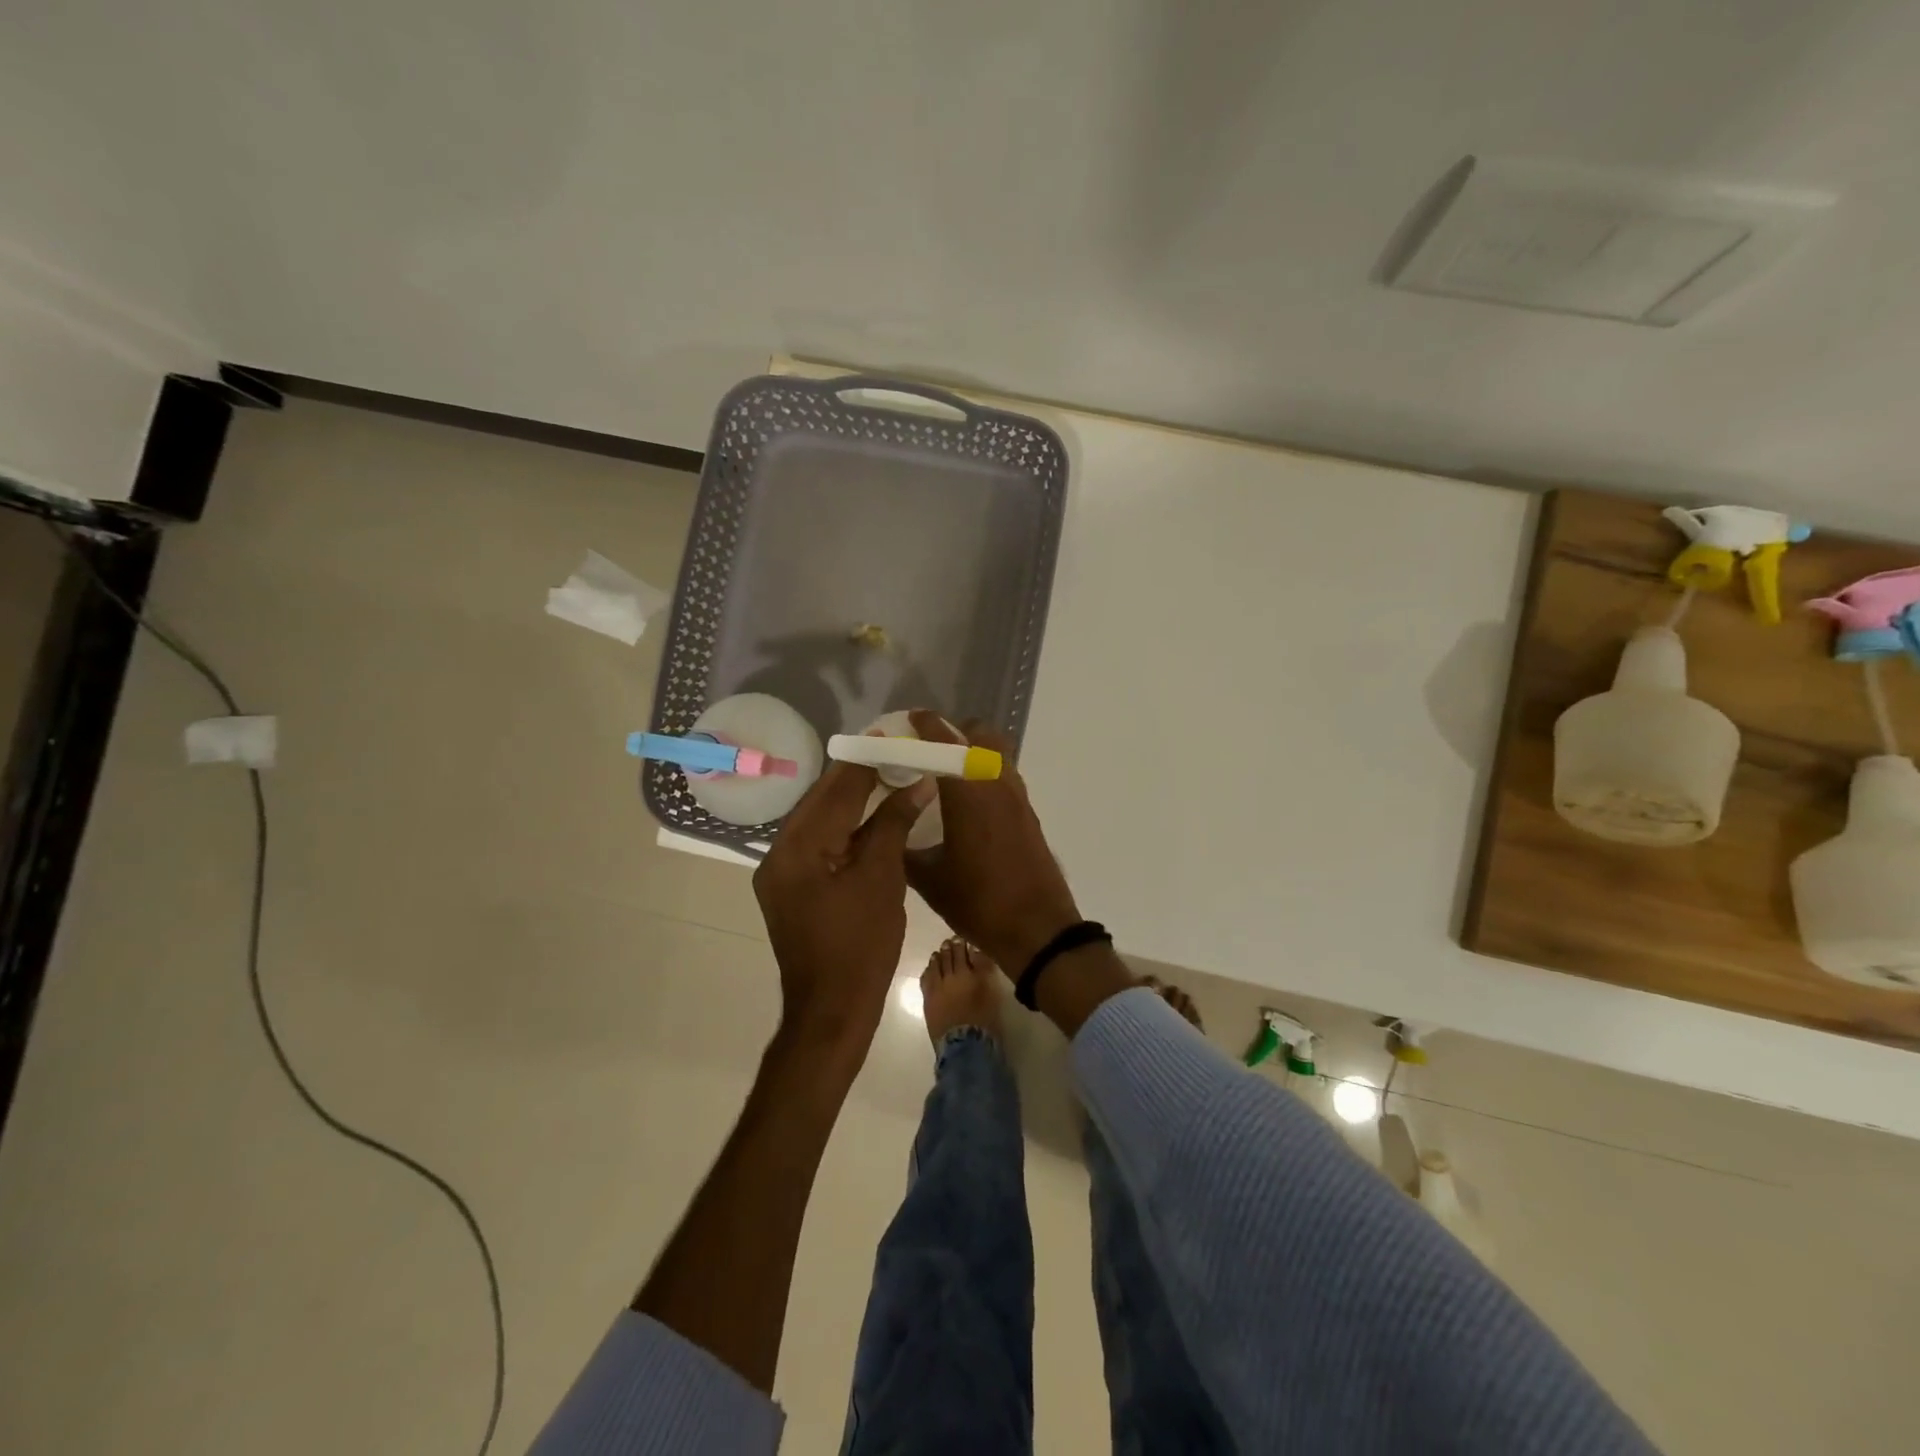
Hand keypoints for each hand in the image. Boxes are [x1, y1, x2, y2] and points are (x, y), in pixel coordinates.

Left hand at [753, 761, 934, 1065]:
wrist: (831, 1012)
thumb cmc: (860, 946)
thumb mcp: (881, 878)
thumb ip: (893, 823)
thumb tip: (917, 782)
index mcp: (797, 848)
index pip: (834, 790)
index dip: (864, 761)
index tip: (891, 736)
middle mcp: (779, 853)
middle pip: (822, 801)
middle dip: (857, 777)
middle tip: (894, 753)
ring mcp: (782, 874)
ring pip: (820, 822)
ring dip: (852, 802)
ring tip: (888, 777)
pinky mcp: (792, 890)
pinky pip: (820, 845)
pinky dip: (846, 830)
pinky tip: (873, 819)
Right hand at [903, 711, 1081, 971]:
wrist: (1038, 928)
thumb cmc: (979, 901)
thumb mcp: (929, 879)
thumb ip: (903, 847)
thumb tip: (885, 828)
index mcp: (968, 791)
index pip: (943, 740)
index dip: (925, 724)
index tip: (908, 720)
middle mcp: (996, 782)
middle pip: (980, 734)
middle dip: (954, 733)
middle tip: (928, 750)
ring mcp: (1017, 796)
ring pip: (997, 753)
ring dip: (973, 751)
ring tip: (946, 775)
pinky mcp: (1028, 812)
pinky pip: (1004, 775)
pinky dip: (985, 773)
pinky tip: (969, 803)